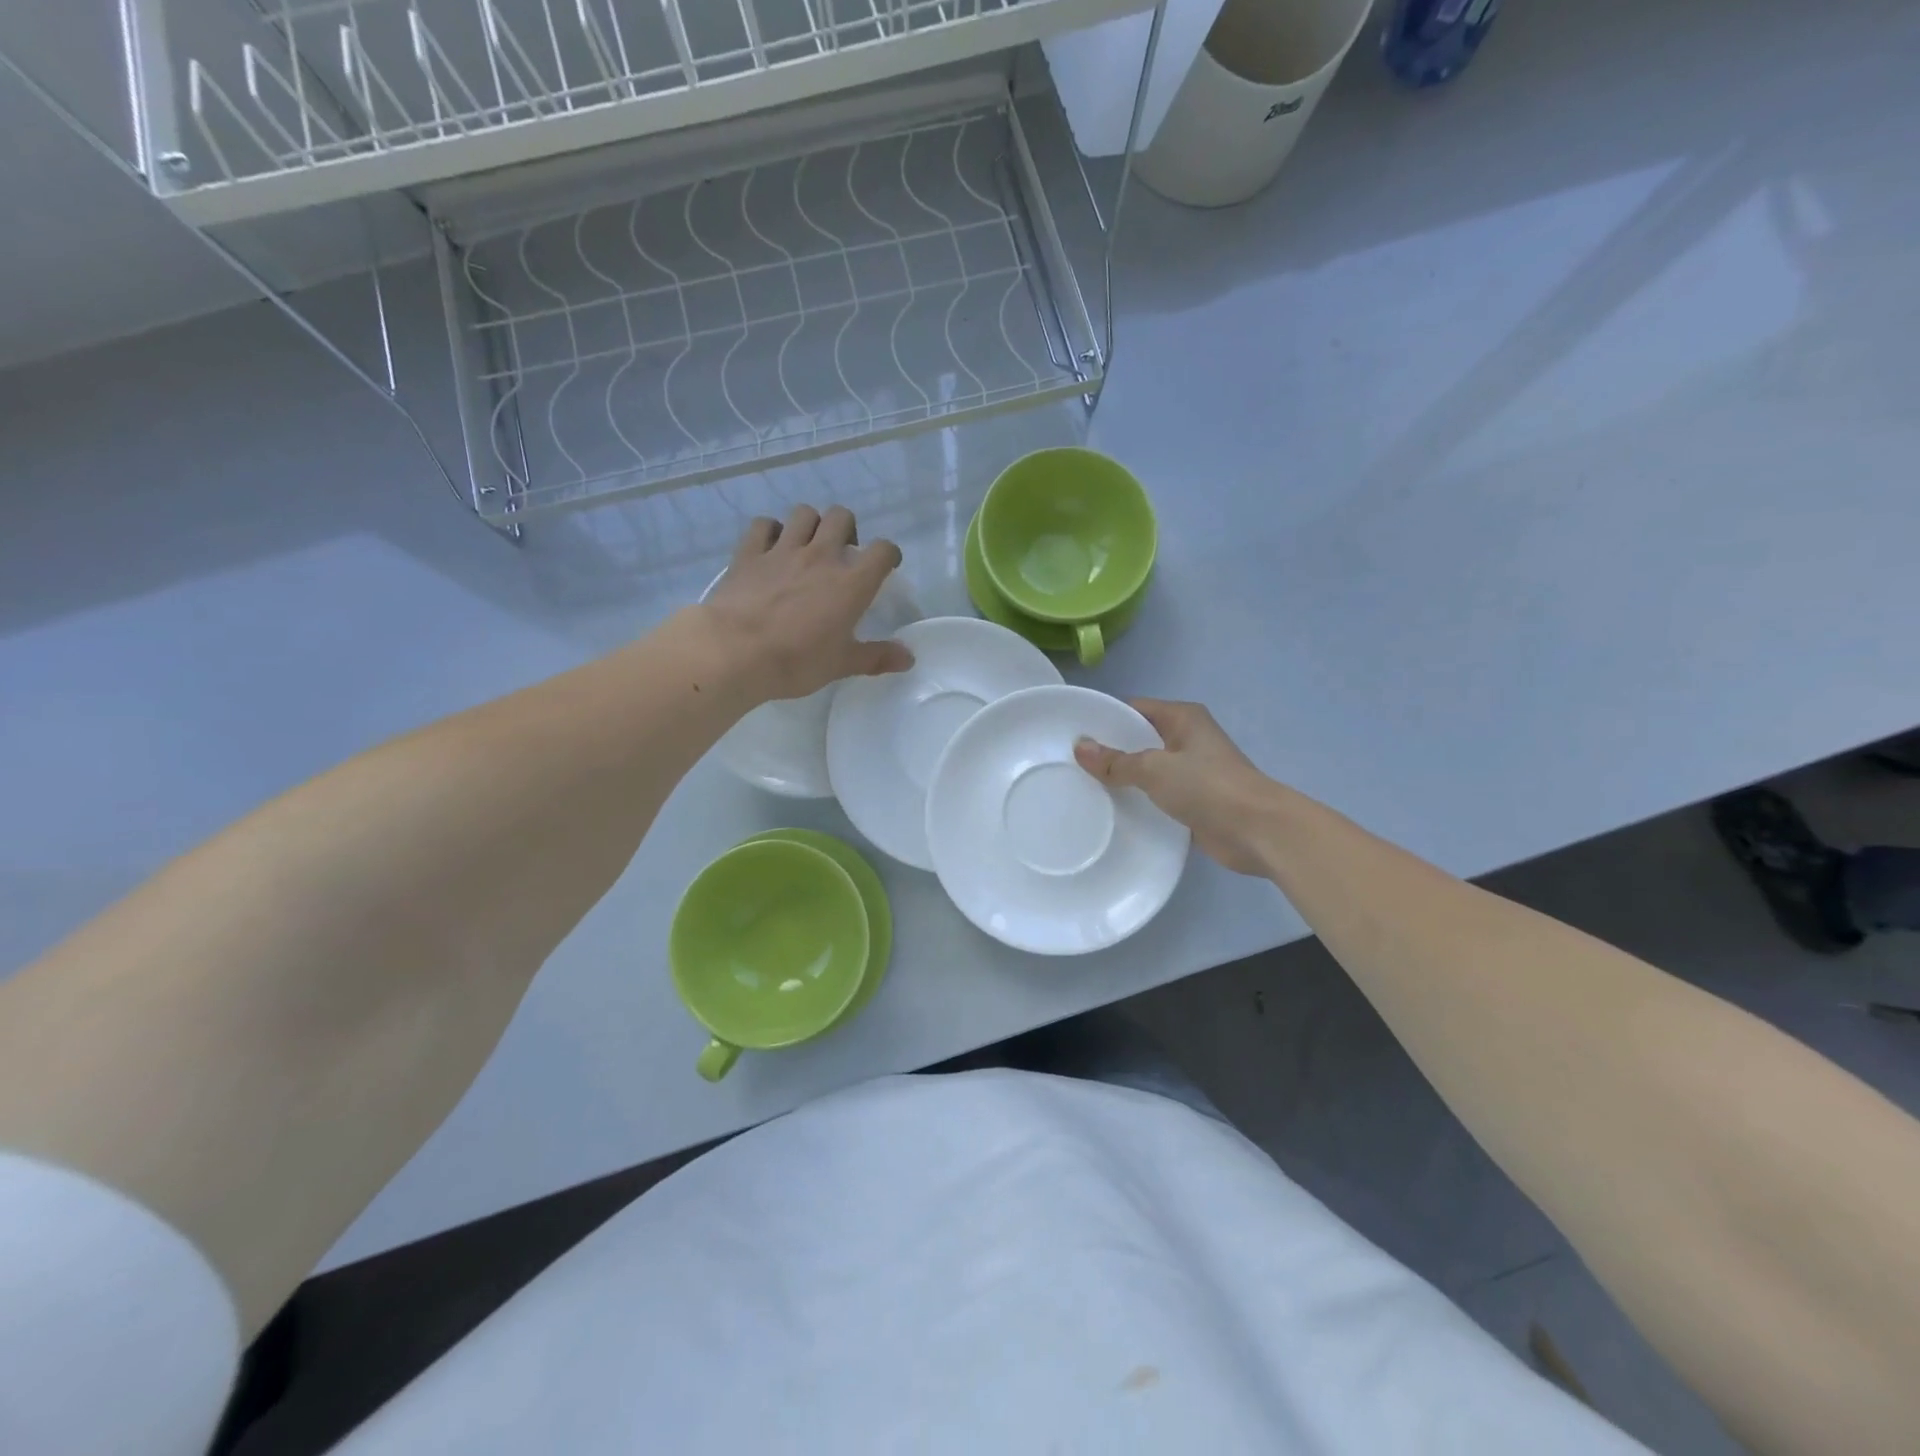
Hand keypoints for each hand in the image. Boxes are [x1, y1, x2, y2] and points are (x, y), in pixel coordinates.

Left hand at [699, 505, 912, 701]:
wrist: (735, 652)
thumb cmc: (797, 661)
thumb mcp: (842, 665)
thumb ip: (877, 658)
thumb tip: (909, 658)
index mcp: (851, 583)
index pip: (882, 550)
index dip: (889, 554)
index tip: (887, 565)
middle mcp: (821, 556)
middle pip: (841, 517)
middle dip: (847, 528)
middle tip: (843, 552)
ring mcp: (782, 550)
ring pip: (803, 513)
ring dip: (811, 524)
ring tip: (808, 545)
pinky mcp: (749, 553)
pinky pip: (763, 525)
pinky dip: (770, 531)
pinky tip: (771, 547)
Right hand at [1074, 699, 1278, 874]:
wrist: (1258, 831)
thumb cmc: (1208, 787)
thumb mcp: (1155, 768)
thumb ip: (1117, 762)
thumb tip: (1080, 747)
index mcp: (1183, 718)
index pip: (1134, 709)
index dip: (1104, 719)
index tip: (1072, 734)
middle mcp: (1188, 739)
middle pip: (1139, 739)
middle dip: (1109, 752)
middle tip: (1070, 765)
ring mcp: (1192, 772)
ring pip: (1147, 771)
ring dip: (1124, 780)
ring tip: (1083, 789)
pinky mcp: (1194, 802)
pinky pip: (1157, 796)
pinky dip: (1139, 802)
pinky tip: (1112, 812)